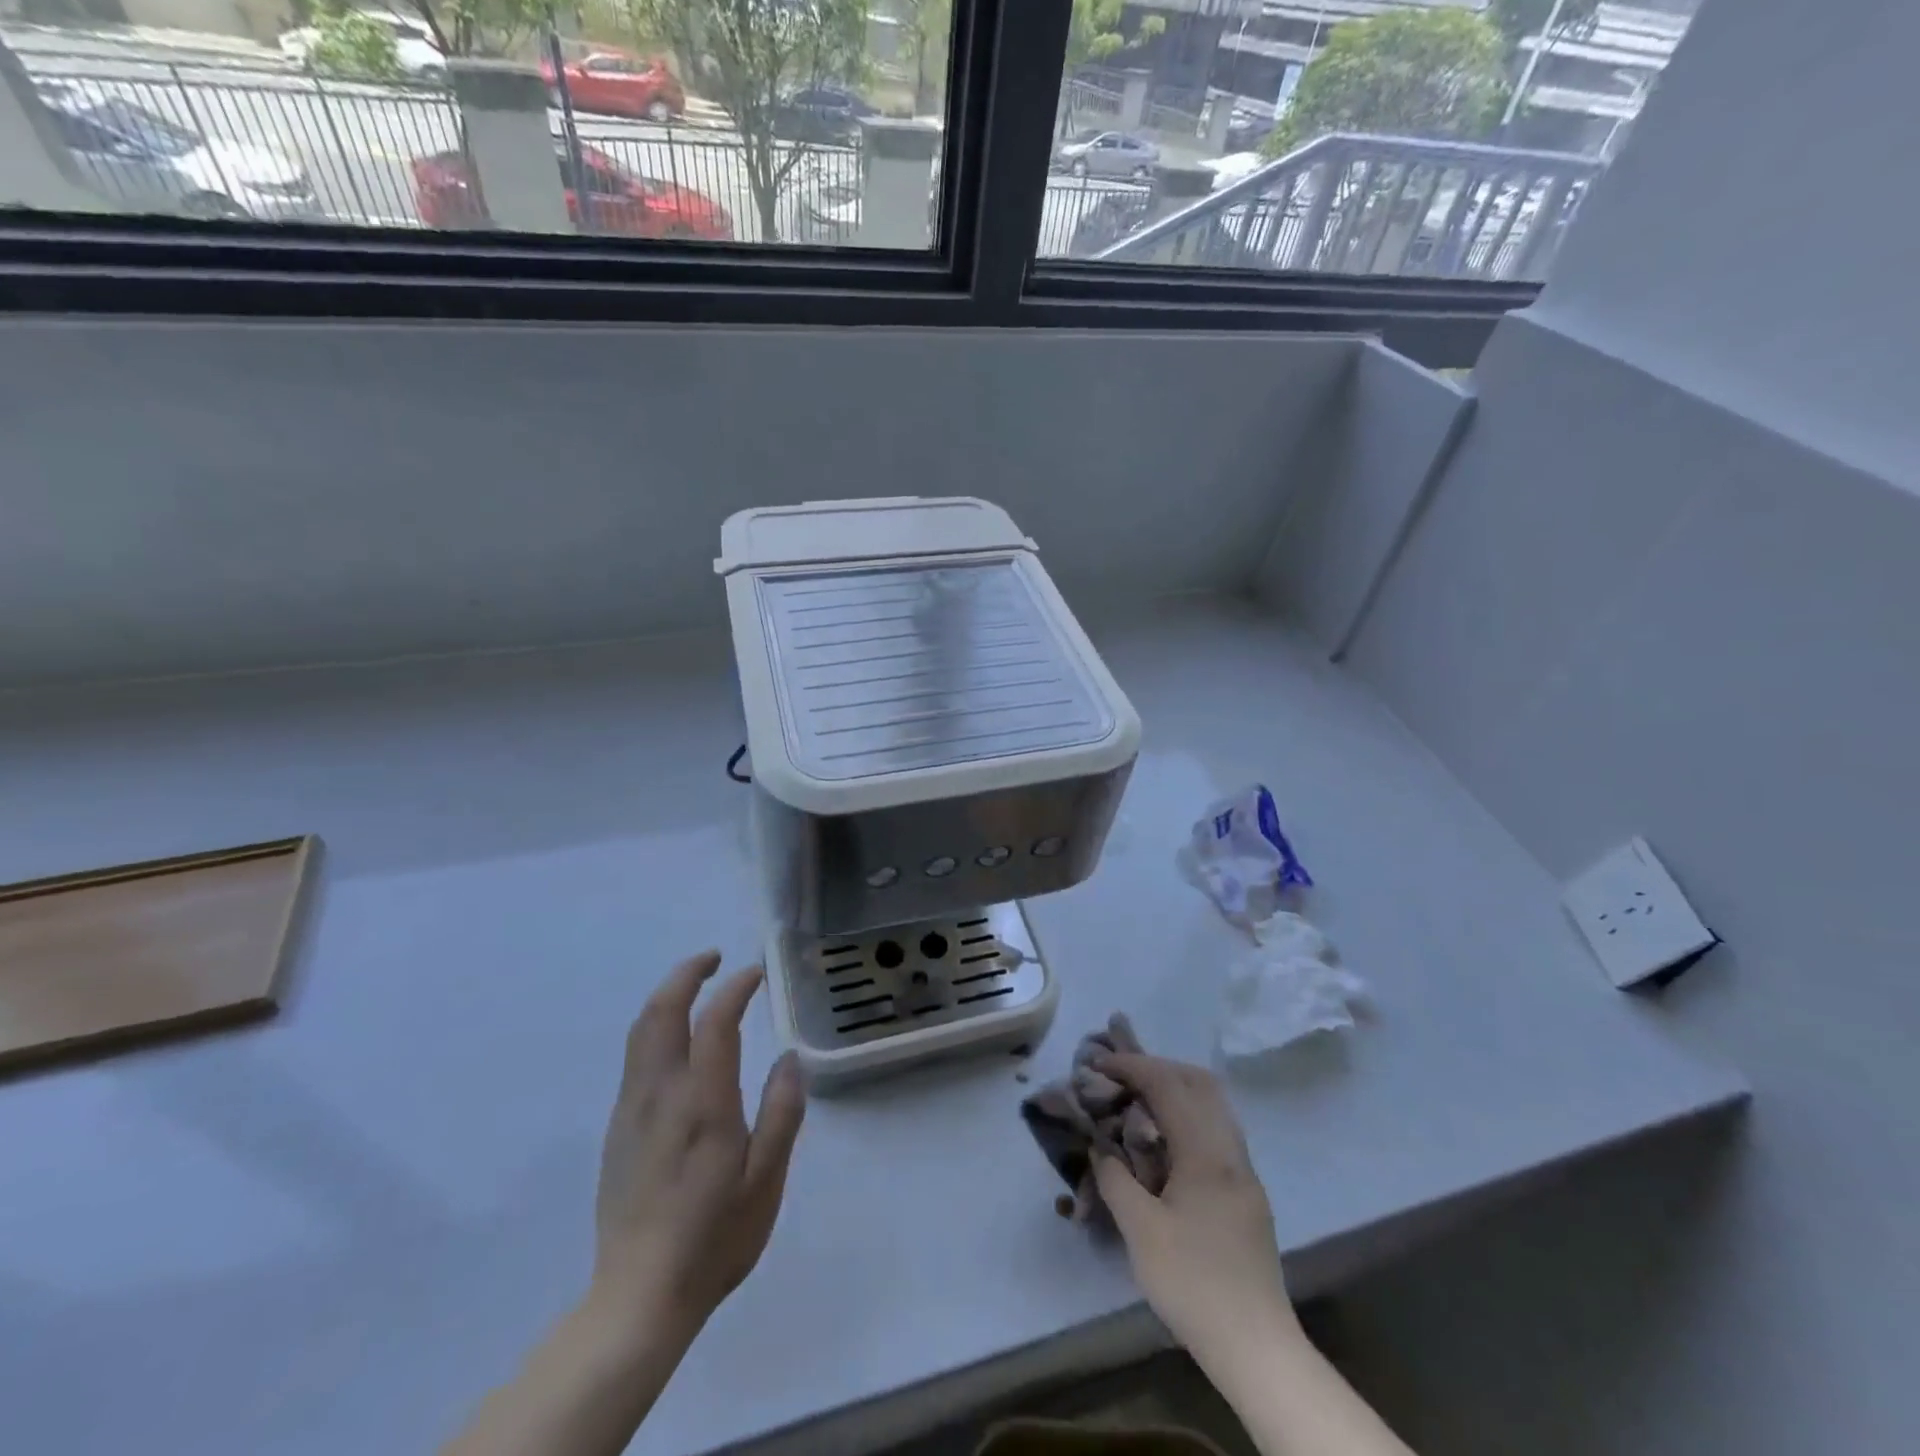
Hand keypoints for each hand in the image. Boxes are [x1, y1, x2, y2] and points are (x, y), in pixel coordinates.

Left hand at [589, 951, 806, 1340]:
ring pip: (641, 1030)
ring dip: (667, 995)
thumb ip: (782, 1112)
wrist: (638, 1299)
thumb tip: (789, 1057)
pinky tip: (677, 1039)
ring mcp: (631, 1110)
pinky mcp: (618, 1129)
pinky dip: (656, 1025)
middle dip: (686, 974)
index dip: (735, 988)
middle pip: (661, 1011)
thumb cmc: (713, 1239)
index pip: (714, 1022)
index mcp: (701, 1102)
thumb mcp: (766, 1180)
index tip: (755, 974)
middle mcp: (659, 1094)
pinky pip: (635, 1056)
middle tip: (715, 958)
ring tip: (696, 985)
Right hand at [1091, 1053, 1299, 1362]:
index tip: (1099, 1062)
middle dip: (1157, 1067)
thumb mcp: (1140, 1232)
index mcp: (1205, 1152)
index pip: (1167, 1085)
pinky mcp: (1248, 1192)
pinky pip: (1217, 1129)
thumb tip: (1101, 1149)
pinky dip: (1189, 1114)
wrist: (1257, 1346)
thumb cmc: (1193, 1284)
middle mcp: (1231, 1150)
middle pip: (1198, 1082)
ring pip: (1213, 1104)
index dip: (1131, 1065)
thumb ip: (1115, 1180)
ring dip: (1176, 1089)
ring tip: (1140, 1100)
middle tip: (1122, 1075)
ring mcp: (1244, 1171)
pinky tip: (1166, 1140)